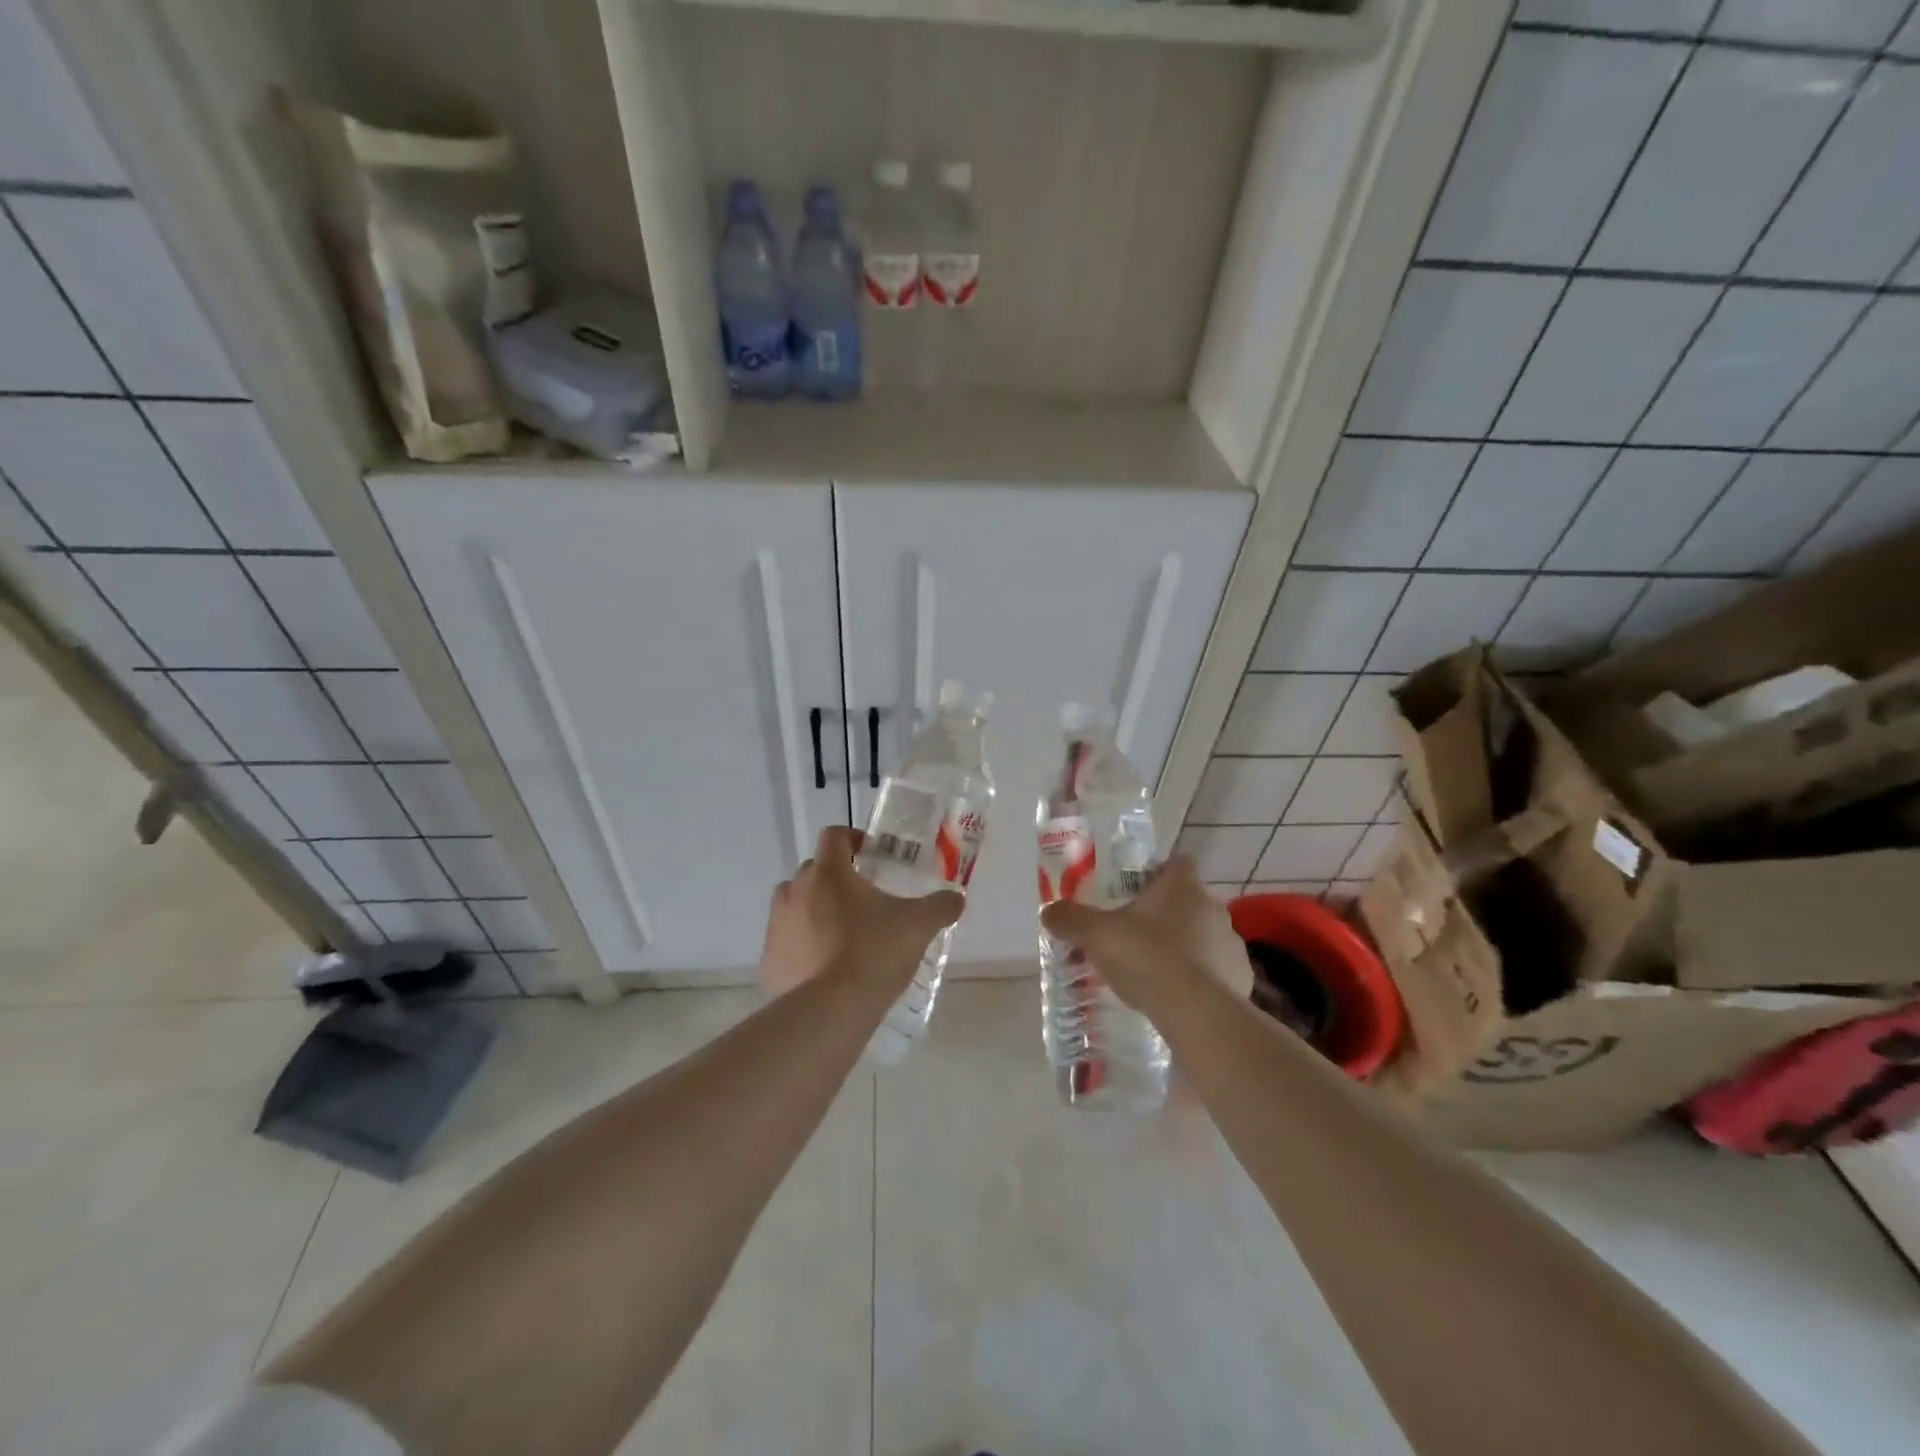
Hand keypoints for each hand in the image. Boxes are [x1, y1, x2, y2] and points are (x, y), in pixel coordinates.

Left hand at [758, 826, 965, 998]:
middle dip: (836, 878)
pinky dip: (801, 946)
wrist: (830, 1012)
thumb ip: (940, 906)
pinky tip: (824, 968)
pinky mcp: (768, 960)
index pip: (834, 836)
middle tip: (864, 901)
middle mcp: (795, 890)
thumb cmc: (874, 954)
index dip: (853, 840)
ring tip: (841, 934)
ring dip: (814, 909)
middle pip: (814, 870)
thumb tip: (957, 898)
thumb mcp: (918, 926)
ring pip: (795, 903)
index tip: (871, 857)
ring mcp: (777, 925)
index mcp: (829, 873)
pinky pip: (786, 941)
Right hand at [1039, 855, 1252, 1015]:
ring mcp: (1232, 943)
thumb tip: (1048, 911)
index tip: (1140, 888)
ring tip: (1158, 970)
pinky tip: (1180, 996)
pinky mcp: (1242, 978)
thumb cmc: (1146, 957)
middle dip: (1167, 913)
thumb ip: (1070, 919)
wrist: (1196, 1012)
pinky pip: (1218, 970)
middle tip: (1137, 934)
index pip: (1179, 862)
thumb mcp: (1096, 935)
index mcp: (1182, 887)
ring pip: (1205, 936)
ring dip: (1187, 946)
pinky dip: (1202, 978)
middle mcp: (1213, 907)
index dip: (1160, 872)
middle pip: (1190, 900)